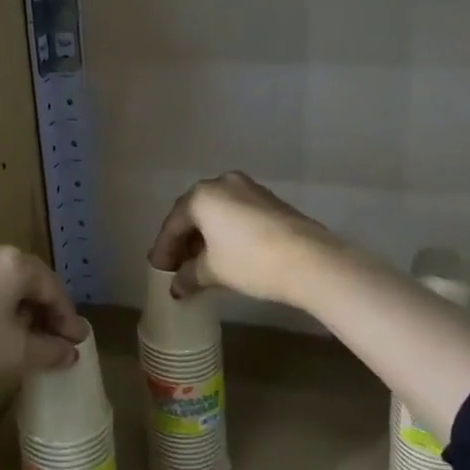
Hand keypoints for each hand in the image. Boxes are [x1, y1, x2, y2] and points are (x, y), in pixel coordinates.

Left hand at [0, 238, 87, 394]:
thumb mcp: (12, 351)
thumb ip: (48, 350)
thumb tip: (70, 352)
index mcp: (14, 262)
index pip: (52, 288)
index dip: (67, 318)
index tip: (77, 343)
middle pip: (28, 280)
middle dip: (44, 311)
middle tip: (55, 341)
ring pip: (3, 282)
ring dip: (19, 308)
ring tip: (24, 338)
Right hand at [147, 171, 337, 307]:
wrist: (310, 260)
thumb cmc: (250, 261)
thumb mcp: (212, 272)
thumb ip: (188, 276)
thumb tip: (177, 286)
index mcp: (202, 195)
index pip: (173, 223)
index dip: (164, 249)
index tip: (159, 270)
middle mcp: (222, 183)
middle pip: (194, 213)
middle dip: (184, 241)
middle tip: (177, 265)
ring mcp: (249, 189)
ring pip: (217, 212)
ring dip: (206, 236)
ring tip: (201, 262)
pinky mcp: (270, 200)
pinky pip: (237, 214)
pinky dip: (226, 232)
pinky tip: (227, 253)